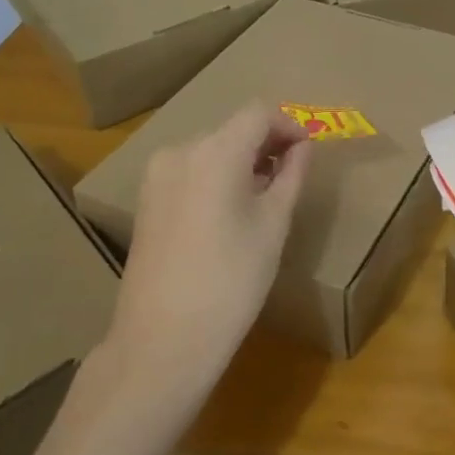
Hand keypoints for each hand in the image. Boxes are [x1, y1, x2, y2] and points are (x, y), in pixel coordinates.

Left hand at [109, 103, 310, 387]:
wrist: (164, 340)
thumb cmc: (231, 280)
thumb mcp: (273, 225)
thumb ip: (291, 175)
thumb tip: (302, 147)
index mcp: (215, 152)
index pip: (258, 114)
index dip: (289, 125)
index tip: (308, 152)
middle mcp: (180, 152)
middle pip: (233, 130)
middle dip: (267, 144)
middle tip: (293, 175)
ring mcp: (156, 177)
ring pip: (211, 151)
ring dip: (242, 161)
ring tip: (266, 196)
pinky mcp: (146, 201)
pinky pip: (191, 171)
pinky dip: (217, 177)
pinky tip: (231, 211)